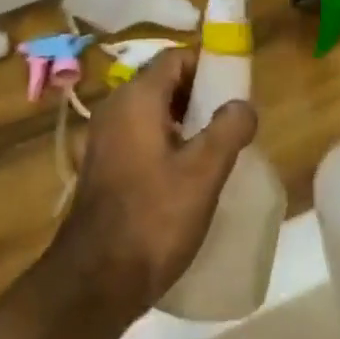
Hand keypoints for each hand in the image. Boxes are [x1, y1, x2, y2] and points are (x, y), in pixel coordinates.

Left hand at [49, 48, 256, 322]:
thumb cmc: (153, 218)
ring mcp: (104, 136)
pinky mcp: (102, 164)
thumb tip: (243, 104)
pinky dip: (163, 140)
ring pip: (151, 110)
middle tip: (229, 121)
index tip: (235, 87)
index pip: (176, 57)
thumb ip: (228, 130)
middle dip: (198, 95)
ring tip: (214, 148)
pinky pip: (138, 134)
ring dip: (182, 120)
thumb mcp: (203, 173)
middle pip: (163, 81)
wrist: (95, 281)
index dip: (207, 65)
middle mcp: (115, 106)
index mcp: (137, 97)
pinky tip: (185, 174)